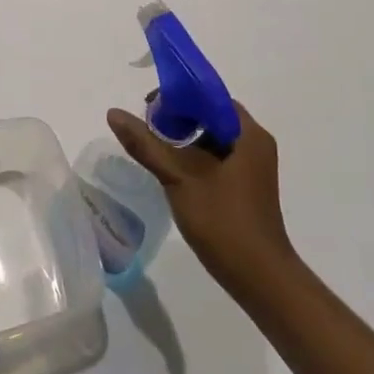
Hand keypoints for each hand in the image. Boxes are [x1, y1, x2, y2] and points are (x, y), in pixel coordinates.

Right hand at [106, 102, 293, 293]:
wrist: (258, 277)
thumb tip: (114, 113)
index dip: (179, 96)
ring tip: (153, 147)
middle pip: (210, 116)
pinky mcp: (244, 186)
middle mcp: (255, 144)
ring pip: (211, 138)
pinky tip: (170, 169)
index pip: (211, 97)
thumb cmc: (223, 221)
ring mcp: (251, 167)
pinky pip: (216, 157)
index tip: (149, 108)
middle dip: (177, 117)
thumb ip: (146, 144)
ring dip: (183, 138)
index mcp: (248, 134)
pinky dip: (192, 156)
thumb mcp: (178, 177)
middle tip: (147, 128)